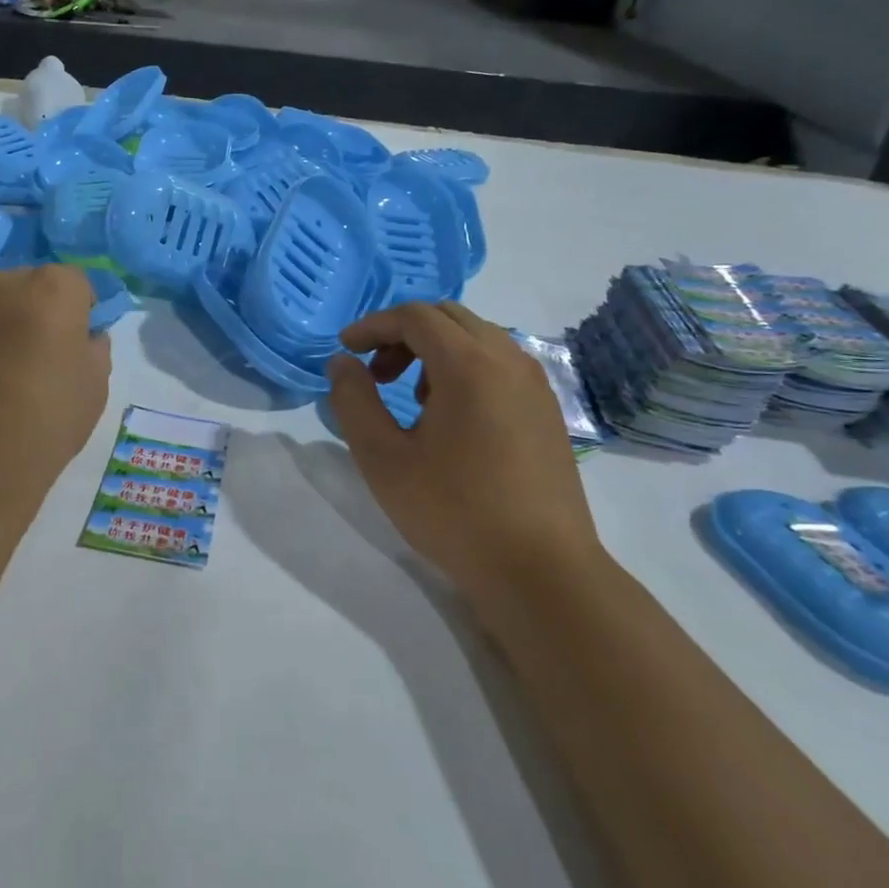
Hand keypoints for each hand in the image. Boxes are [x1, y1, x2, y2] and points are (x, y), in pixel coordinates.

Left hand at [0, 262, 110, 513]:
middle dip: (37, 302)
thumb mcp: (96, 386)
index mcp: (55, 290)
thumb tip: (86, 336)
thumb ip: (95, 348)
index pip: (76, 281)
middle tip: (37, 344)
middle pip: (28, 277)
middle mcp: (6, 281)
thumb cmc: (49, 420)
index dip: (80, 308)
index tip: (77, 337)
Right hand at [327, 301, 599, 591]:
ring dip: (436, 351)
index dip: (373, 325)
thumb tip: (341, 363)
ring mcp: (535, 384)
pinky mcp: (547, 410)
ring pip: (477, 338)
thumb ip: (354, 401)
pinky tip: (452, 418)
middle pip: (448, 317)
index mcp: (469, 364)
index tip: (345, 350)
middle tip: (376, 373)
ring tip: (412, 399)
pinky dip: (465, 368)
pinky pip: (499, 364)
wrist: (541, 571)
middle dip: (403, 334)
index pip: (415, 316)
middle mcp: (508, 360)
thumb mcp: (384, 459)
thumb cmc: (454, 512)